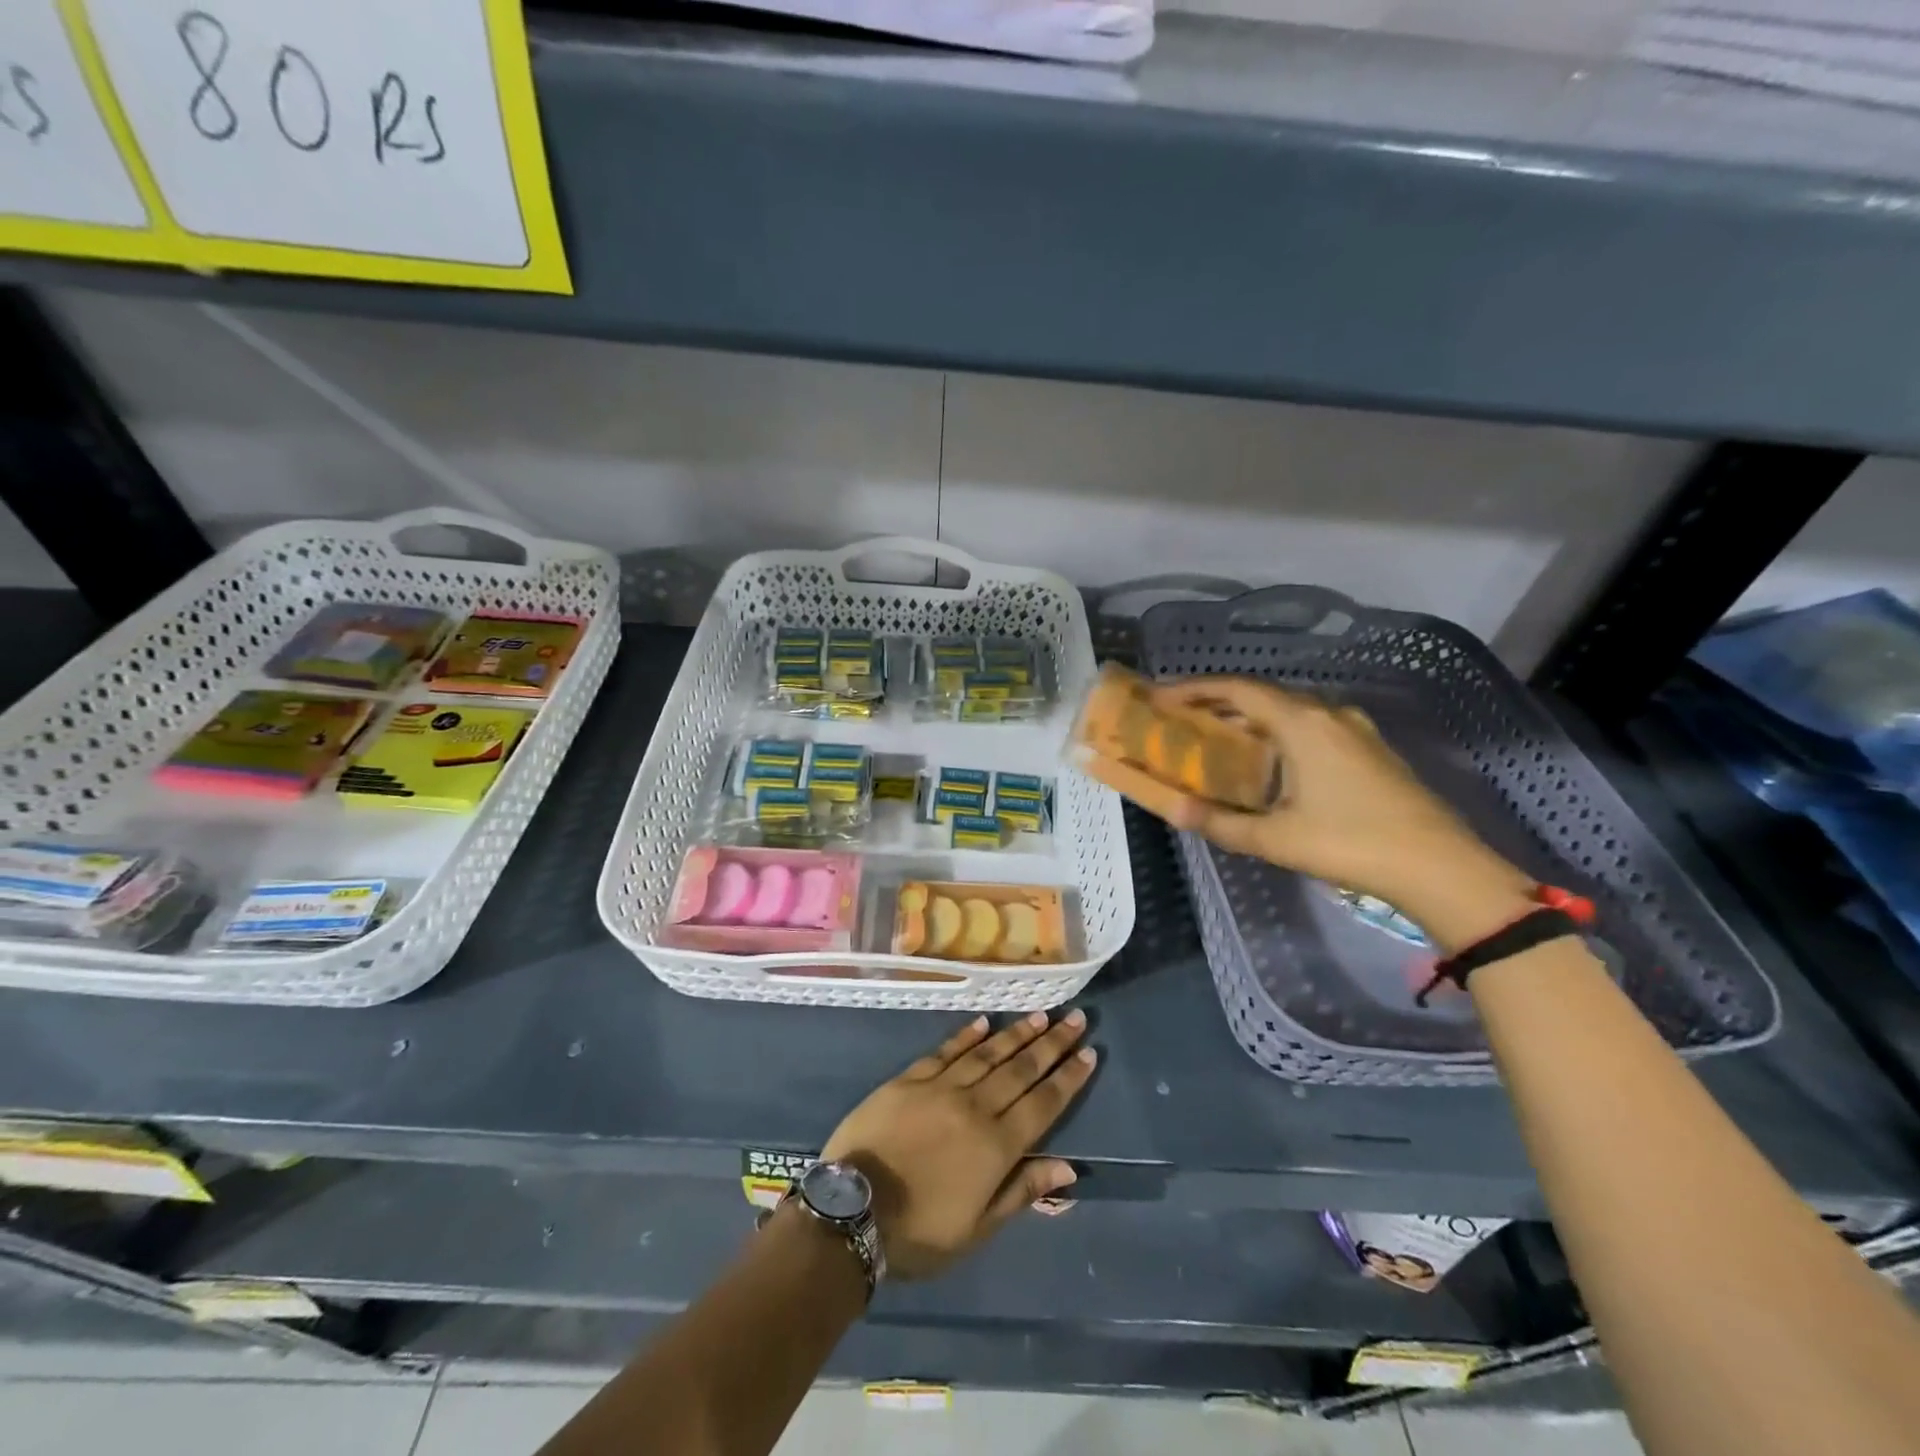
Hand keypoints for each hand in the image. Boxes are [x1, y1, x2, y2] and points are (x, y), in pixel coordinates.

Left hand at [820, 1010, 1095, 1279]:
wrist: (853, 1211)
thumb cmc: (919, 1231)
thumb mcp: (977, 1229)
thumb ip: (1021, 1191)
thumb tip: (1067, 1168)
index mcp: (996, 1146)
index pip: (1043, 1104)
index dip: (1067, 1079)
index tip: (1088, 1053)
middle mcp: (975, 1107)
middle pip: (1021, 1070)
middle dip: (1052, 1044)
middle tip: (1075, 1019)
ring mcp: (940, 1088)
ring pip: (987, 1054)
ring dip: (1016, 1034)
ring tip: (1040, 1016)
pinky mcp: (909, 1079)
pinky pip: (944, 1051)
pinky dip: (966, 1036)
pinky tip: (983, 1022)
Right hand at [1120, 677, 1536, 951]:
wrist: (1441, 867)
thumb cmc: (1351, 843)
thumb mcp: (1276, 838)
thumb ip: (1220, 823)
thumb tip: (1174, 810)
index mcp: (1302, 723)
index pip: (1237, 689)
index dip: (1194, 688)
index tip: (1160, 694)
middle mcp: (1328, 714)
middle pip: (1262, 694)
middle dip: (1217, 702)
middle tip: (1180, 716)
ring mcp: (1354, 729)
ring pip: (1288, 710)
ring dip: (1249, 718)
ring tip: (1215, 736)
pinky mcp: (1370, 749)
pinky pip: (1310, 726)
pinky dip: (1277, 732)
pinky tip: (1267, 760)